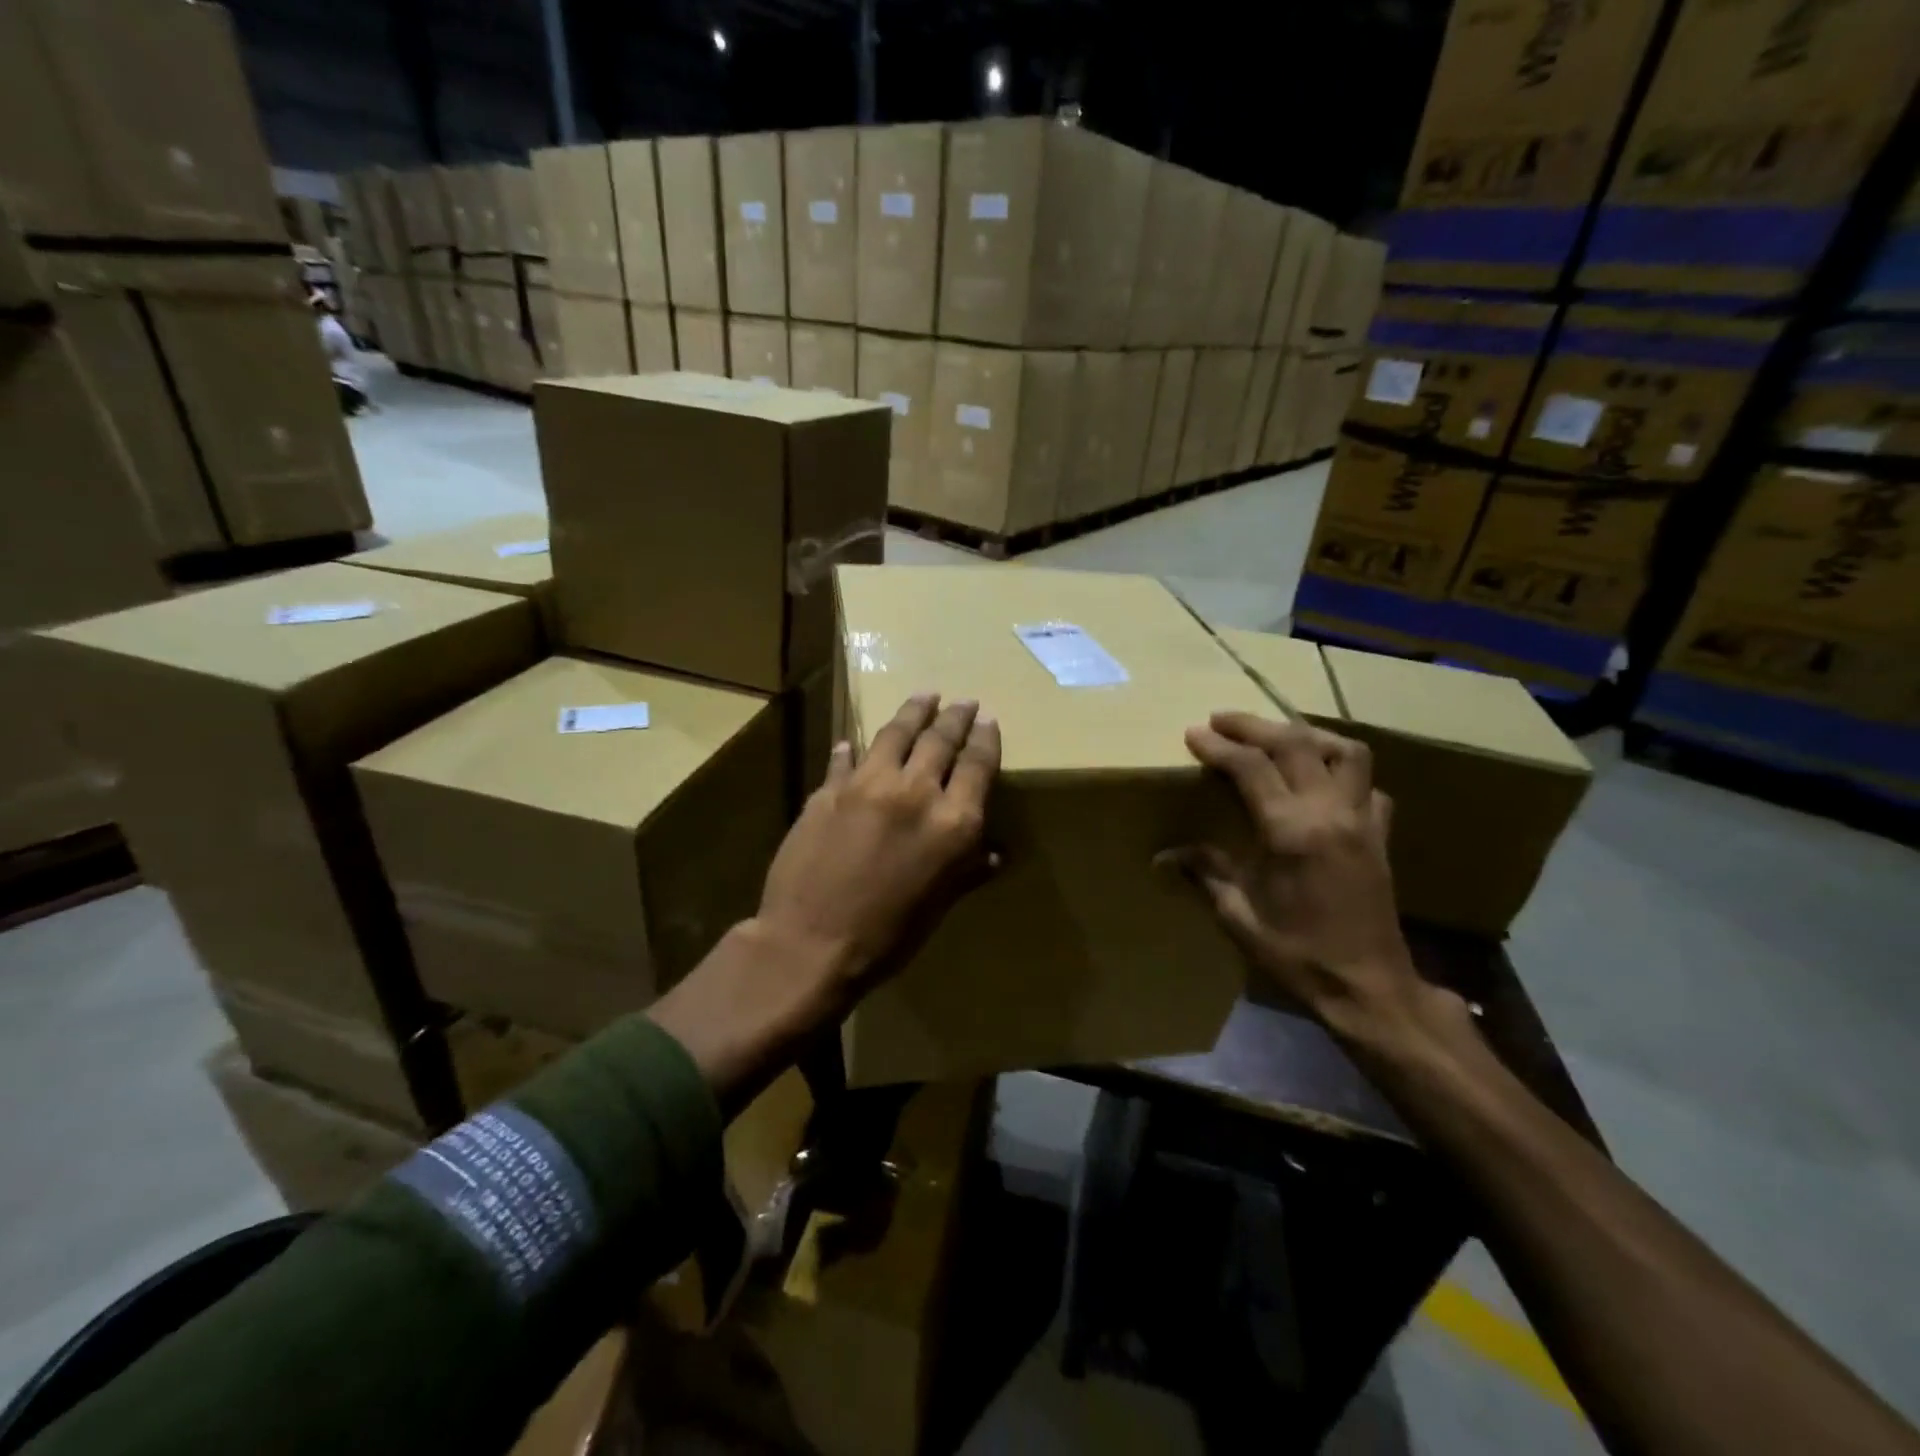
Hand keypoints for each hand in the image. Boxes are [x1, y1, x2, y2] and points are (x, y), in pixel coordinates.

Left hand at [753, 692, 1000, 1003]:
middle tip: (963, 700)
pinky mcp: (829, 790)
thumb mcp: (939, 905)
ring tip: (924, 696)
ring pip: (896, 734)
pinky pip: (846, 759)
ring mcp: (868, 785)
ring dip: (913, 712)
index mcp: (953, 822)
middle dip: (955, 716)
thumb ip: (968, 870)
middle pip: (941, 739)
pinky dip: (853, 749)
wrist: (812, 943)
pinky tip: (853, 742)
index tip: (988, 720)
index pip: (977, 764)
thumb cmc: (888, 936)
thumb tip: (995, 853)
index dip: (985, 738)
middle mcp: (915, 792)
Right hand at [1168, 712, 1418, 1032]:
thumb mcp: (1239, 916)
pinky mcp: (1381, 836)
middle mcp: (1330, 813)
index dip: (1219, 747)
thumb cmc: (1297, 954)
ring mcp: (1363, 821)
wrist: (1368, 988)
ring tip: (1276, 736)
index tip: (1193, 734)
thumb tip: (1163, 855)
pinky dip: (1343, 770)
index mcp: (1291, 832)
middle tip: (1221, 720)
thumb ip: (1205, 873)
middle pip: (1295, 744)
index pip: (1251, 768)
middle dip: (1254, 725)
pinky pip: (1368, 785)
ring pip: (1345, 752)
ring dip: (1307, 735)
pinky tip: (1321, 780)